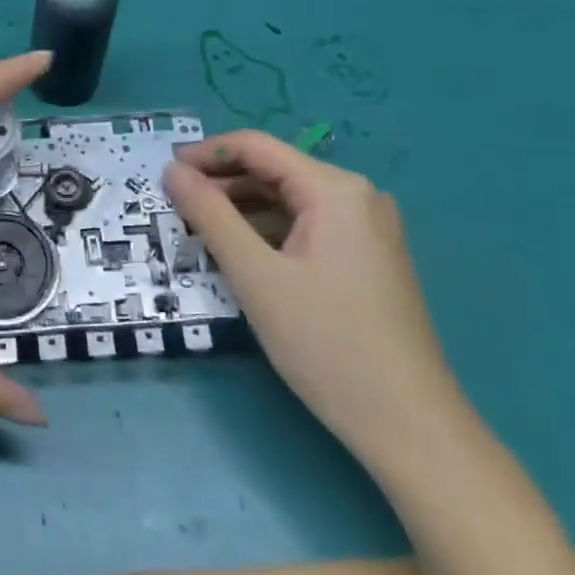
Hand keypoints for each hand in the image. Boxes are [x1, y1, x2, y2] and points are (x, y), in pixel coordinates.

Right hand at [162, 130, 467, 469]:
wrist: (410, 427)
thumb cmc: (327, 344)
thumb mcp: (256, 276)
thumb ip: (210, 214)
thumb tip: (172, 171)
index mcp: (335, 189)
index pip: (257, 147)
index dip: (205, 154)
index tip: (163, 173)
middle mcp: (357, 196)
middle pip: (274, 171)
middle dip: (222, 184)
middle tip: (175, 206)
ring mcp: (368, 228)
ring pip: (289, 201)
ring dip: (242, 210)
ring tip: (199, 230)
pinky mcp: (369, 258)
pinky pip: (307, 227)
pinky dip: (269, 232)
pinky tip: (242, 254)